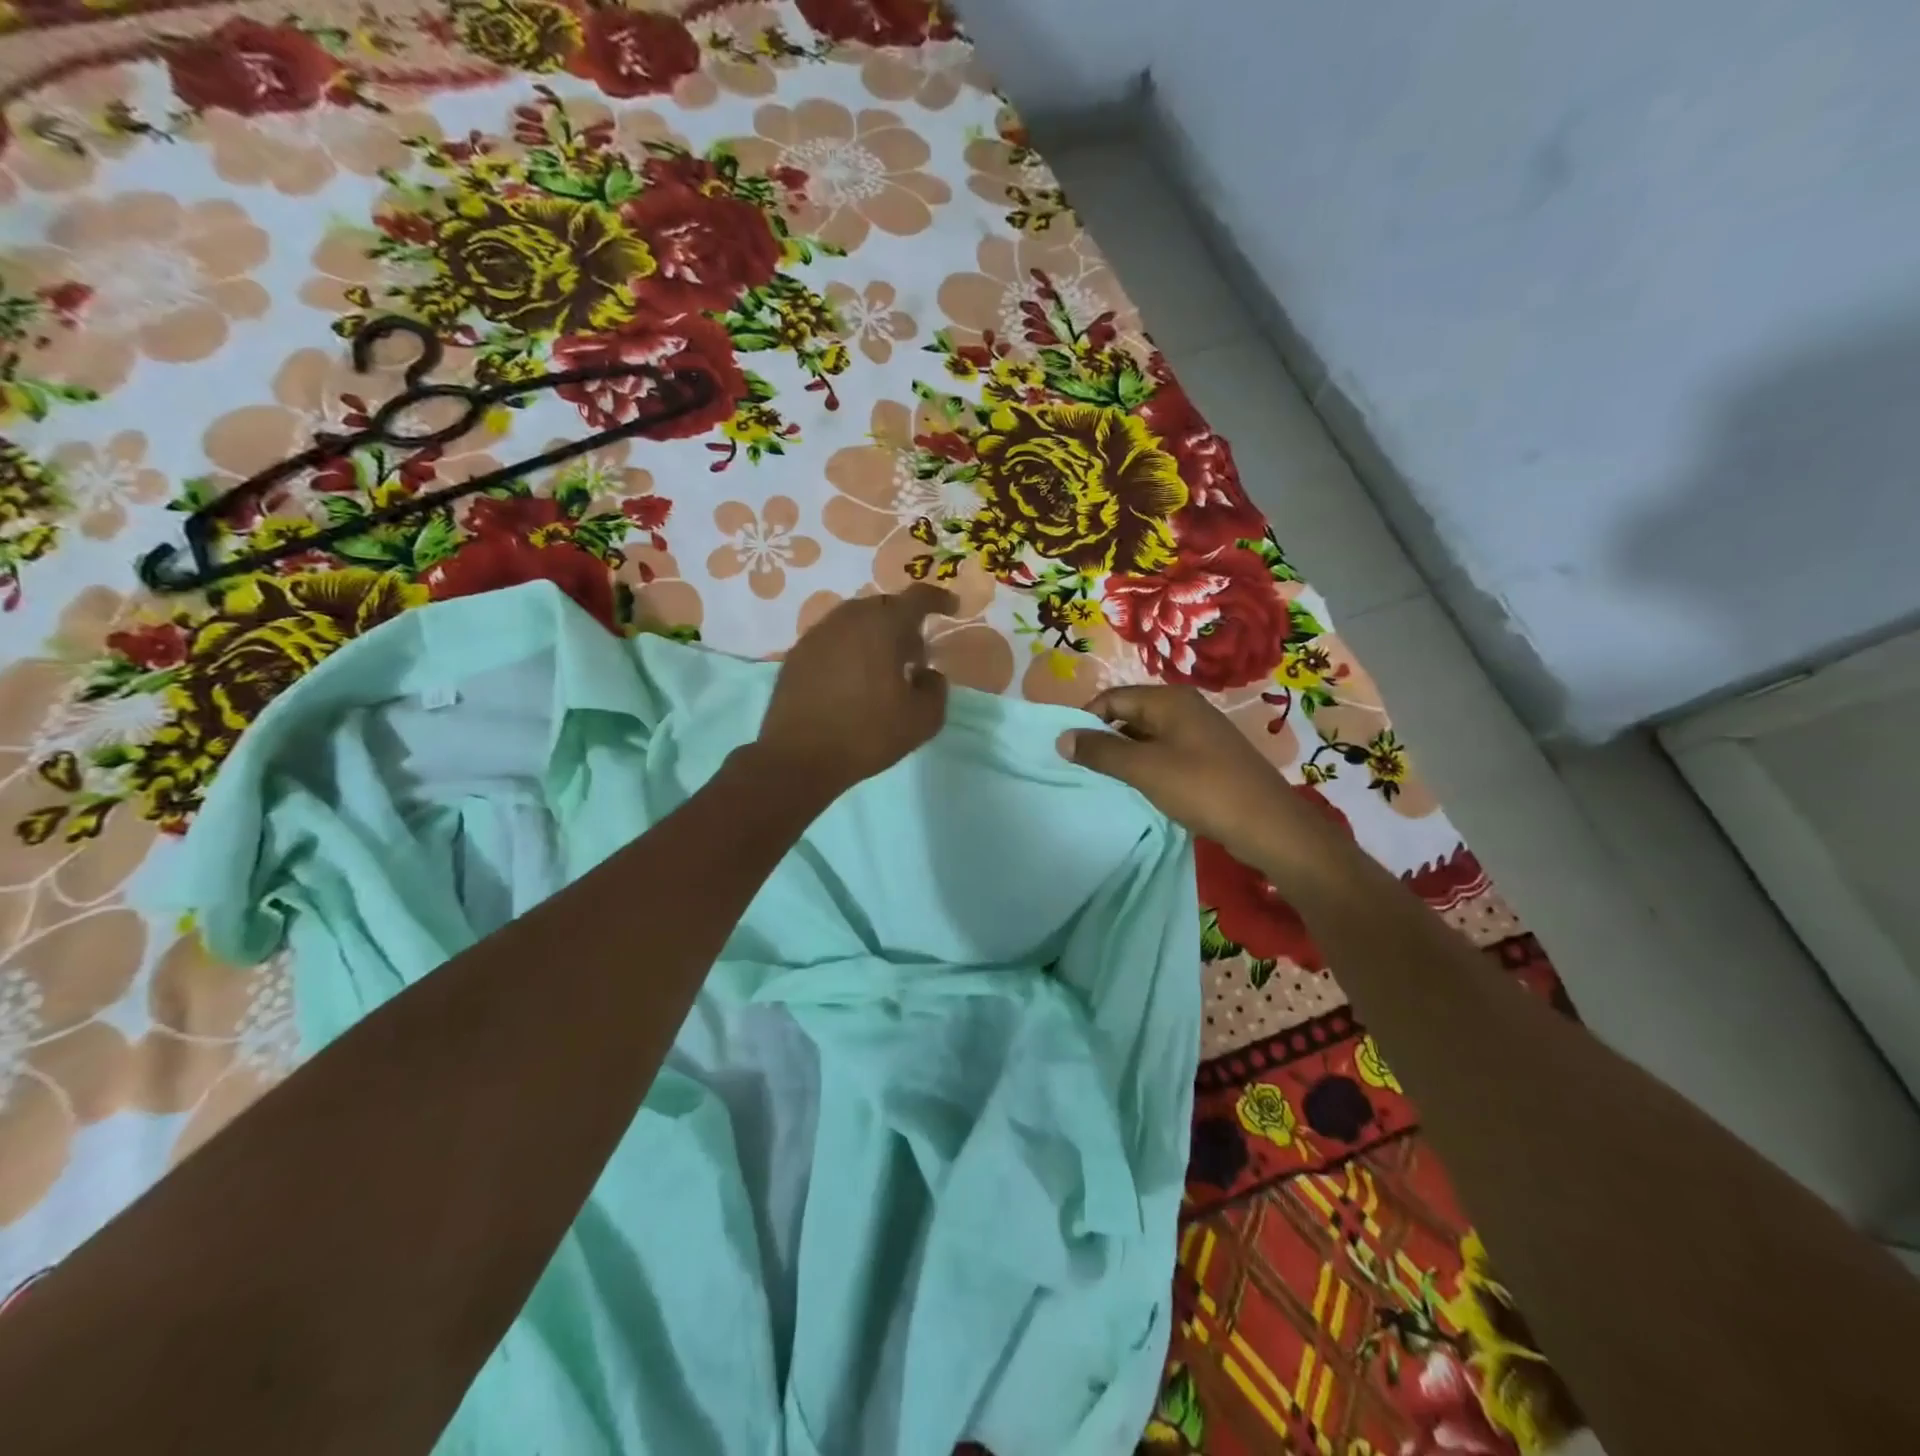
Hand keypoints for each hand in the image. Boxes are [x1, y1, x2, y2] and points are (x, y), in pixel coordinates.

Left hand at [756, 584, 958, 793]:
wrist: (799, 757)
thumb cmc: (867, 735)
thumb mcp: (922, 720)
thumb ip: (936, 689)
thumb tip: (927, 673)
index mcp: (883, 626)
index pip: (917, 597)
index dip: (939, 599)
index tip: (952, 609)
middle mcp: (848, 619)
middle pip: (884, 606)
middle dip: (904, 622)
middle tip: (915, 654)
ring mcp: (817, 634)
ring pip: (855, 620)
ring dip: (875, 634)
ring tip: (883, 667)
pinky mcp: (797, 654)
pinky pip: (833, 639)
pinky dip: (849, 648)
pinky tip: (852, 679)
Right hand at [1058, 686, 1365, 899]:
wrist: (1268, 824)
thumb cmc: (1202, 788)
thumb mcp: (1144, 768)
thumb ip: (1101, 751)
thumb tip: (1062, 738)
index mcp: (1169, 700)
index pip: (1112, 698)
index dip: (1086, 720)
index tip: (1067, 750)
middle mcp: (1184, 708)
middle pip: (1129, 714)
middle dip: (1103, 739)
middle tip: (1082, 768)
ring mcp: (1199, 733)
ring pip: (1146, 736)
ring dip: (1124, 756)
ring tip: (1105, 781)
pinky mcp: (1208, 758)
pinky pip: (1165, 753)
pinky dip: (1146, 767)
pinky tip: (1138, 789)